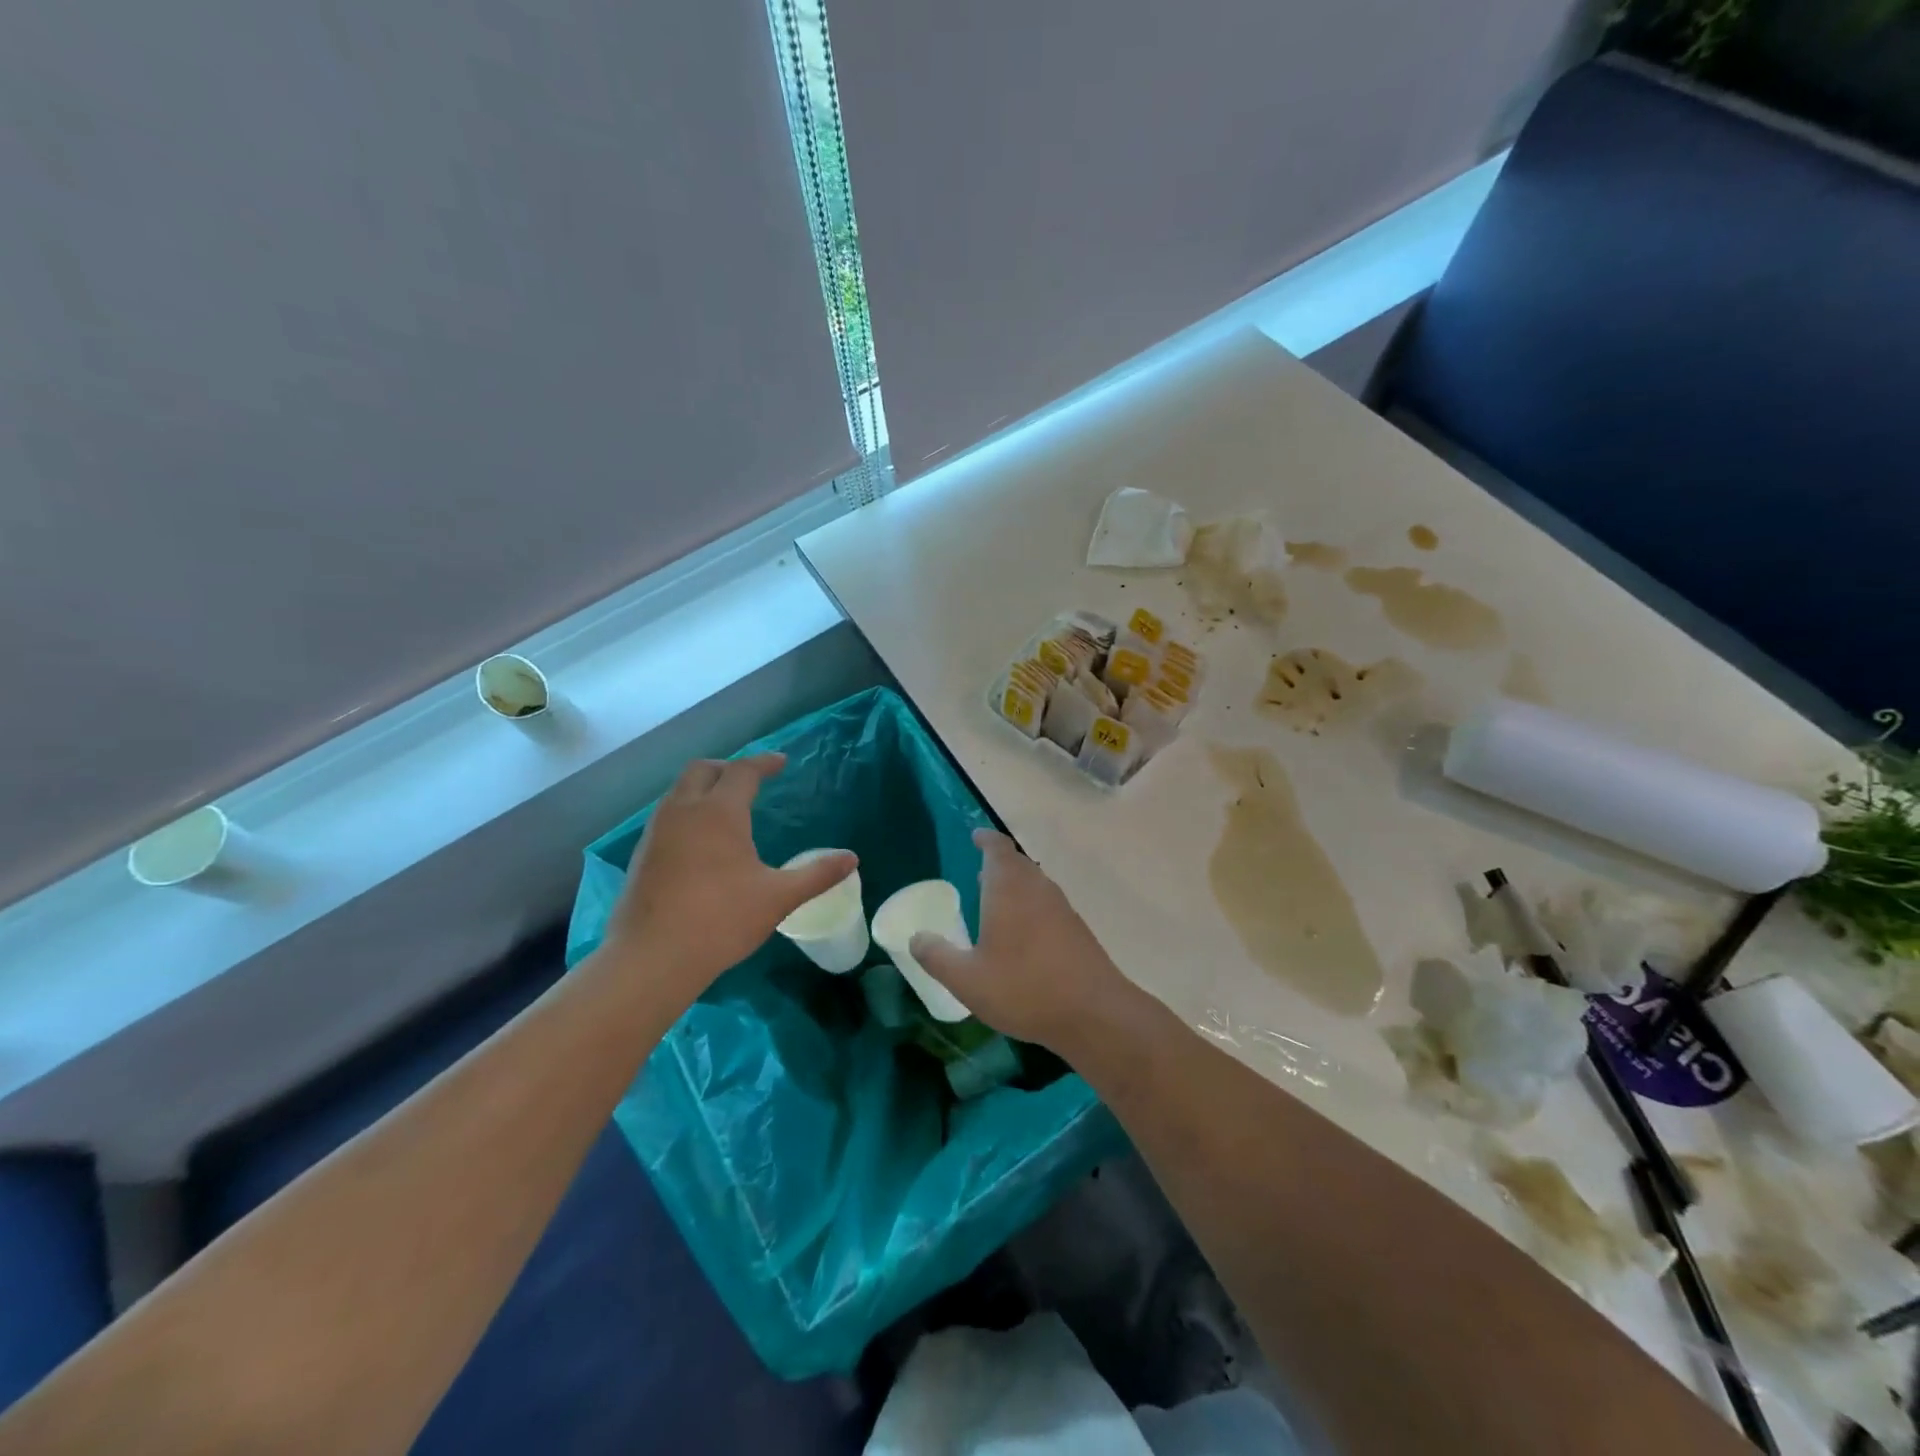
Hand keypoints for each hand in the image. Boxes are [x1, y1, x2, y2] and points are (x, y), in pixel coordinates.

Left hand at [601, 754, 856, 996]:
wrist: (652, 957)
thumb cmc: (721, 920)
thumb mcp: (778, 897)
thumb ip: (816, 875)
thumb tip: (851, 859)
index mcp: (719, 812)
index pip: (743, 771)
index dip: (763, 763)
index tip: (780, 762)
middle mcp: (684, 810)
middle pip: (702, 769)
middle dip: (728, 767)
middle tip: (751, 781)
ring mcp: (657, 831)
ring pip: (679, 791)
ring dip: (704, 788)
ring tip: (726, 807)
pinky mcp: (642, 854)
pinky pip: (667, 815)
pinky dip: (687, 810)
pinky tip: (700, 840)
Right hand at [909, 829, 1140, 1057]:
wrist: (1094, 1013)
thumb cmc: (1024, 988)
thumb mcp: (967, 980)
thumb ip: (937, 956)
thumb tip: (916, 937)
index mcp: (1009, 888)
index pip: (997, 848)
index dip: (985, 840)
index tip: (975, 836)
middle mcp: (1037, 888)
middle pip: (1018, 863)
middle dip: (998, 863)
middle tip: (979, 872)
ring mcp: (1062, 908)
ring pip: (1035, 883)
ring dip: (1015, 885)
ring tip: (996, 901)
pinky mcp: (1077, 930)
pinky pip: (1047, 904)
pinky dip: (1030, 906)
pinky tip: (1022, 935)